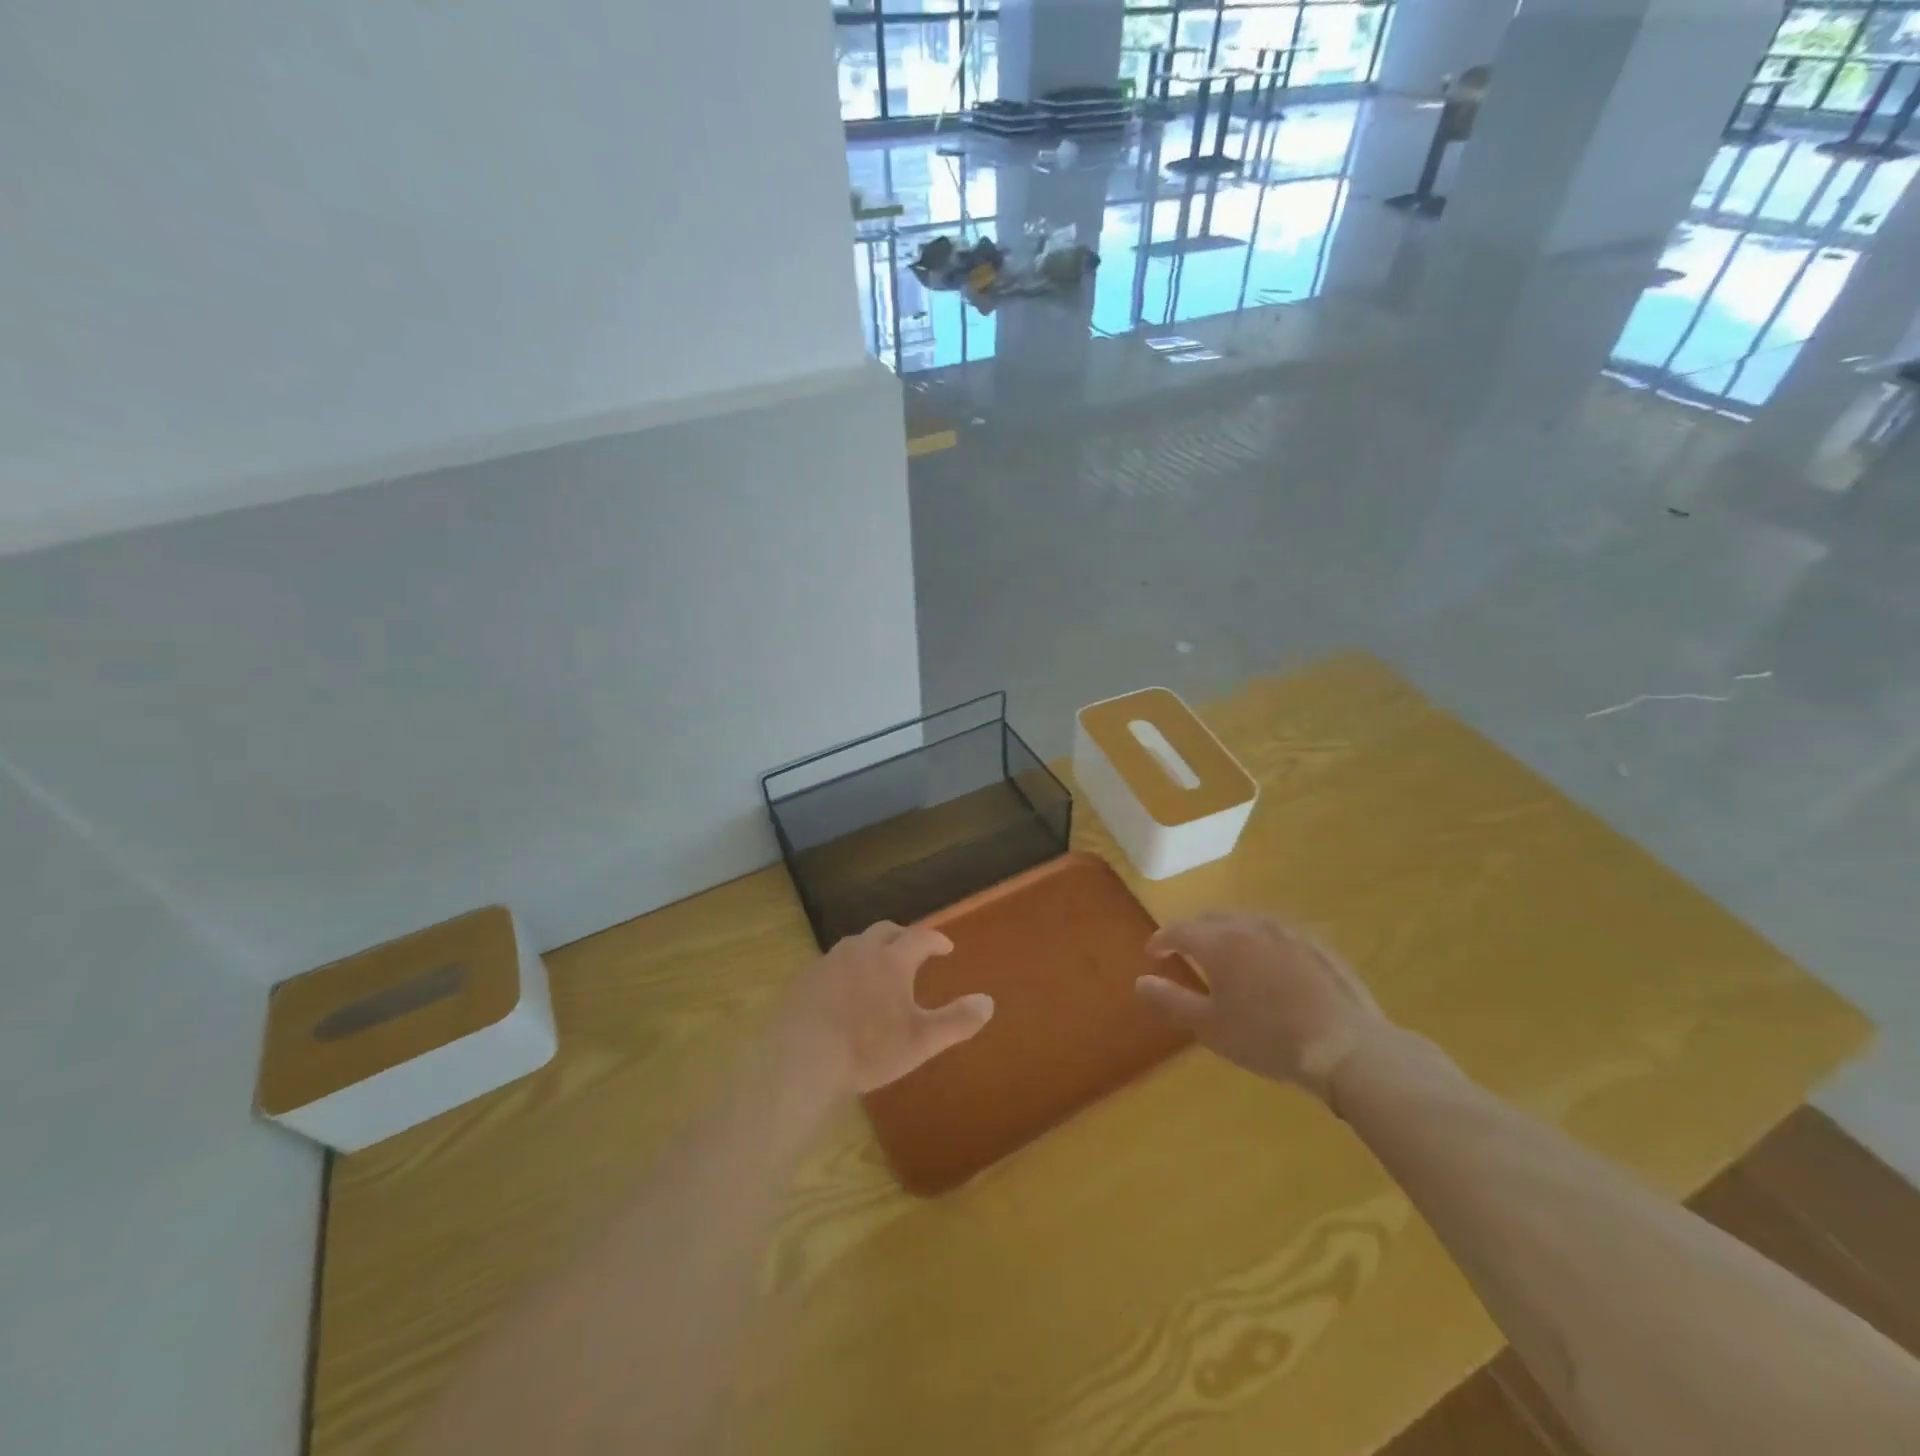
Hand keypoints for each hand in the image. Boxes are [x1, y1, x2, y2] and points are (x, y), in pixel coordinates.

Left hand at [776, 922, 993, 1095]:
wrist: (801, 1057)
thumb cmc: (868, 1048)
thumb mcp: (921, 1041)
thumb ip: (957, 1021)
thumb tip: (988, 1002)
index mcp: (891, 960)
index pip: (920, 937)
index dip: (935, 940)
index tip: (945, 947)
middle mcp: (860, 951)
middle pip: (885, 931)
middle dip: (903, 936)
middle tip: (912, 950)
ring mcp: (829, 962)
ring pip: (855, 944)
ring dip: (872, 949)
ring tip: (878, 967)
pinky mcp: (804, 979)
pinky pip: (831, 963)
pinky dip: (845, 969)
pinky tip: (843, 990)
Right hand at [1135, 912, 1390, 1099]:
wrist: (1347, 1047)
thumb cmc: (1268, 1038)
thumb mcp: (1210, 1028)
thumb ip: (1170, 1001)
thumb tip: (1139, 982)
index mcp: (1219, 942)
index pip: (1179, 930)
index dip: (1161, 940)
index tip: (1153, 952)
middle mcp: (1250, 925)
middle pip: (1212, 918)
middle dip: (1193, 930)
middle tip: (1184, 949)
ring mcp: (1288, 931)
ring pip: (1246, 920)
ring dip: (1227, 931)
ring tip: (1225, 952)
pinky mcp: (1317, 945)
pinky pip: (1277, 932)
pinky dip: (1260, 940)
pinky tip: (1268, 962)